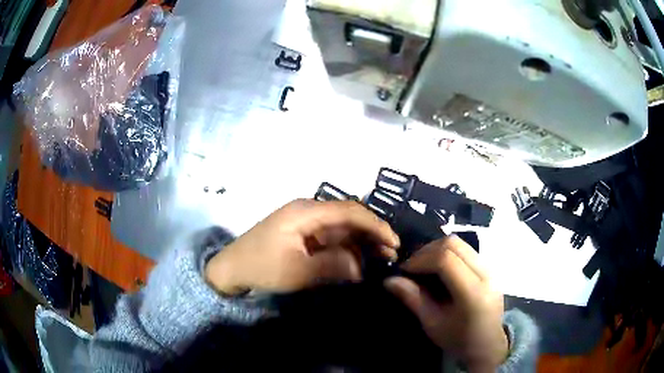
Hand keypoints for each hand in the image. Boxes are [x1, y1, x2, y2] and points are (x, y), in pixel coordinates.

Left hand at [205, 199, 399, 295]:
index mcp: (306, 212)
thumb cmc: (261, 267)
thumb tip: (360, 266)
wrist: (232, 268)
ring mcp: (306, 222)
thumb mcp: (297, 271)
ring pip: (342, 227)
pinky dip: (347, 247)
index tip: (393, 242)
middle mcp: (308, 211)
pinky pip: (331, 237)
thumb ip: (331, 266)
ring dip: (362, 241)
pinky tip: (359, 260)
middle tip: (391, 254)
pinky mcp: (303, 233)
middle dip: (372, 233)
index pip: (349, 211)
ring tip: (381, 258)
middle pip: (348, 217)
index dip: (375, 224)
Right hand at [384, 236, 507, 371]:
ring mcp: (490, 268)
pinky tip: (439, 268)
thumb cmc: (459, 339)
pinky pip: (466, 250)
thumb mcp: (433, 324)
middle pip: (454, 244)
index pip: (446, 260)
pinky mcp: (490, 267)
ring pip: (460, 243)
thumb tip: (389, 280)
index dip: (421, 259)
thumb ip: (413, 299)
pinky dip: (448, 252)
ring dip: (437, 249)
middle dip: (427, 251)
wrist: (488, 344)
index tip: (404, 270)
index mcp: (473, 293)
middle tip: (412, 266)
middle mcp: (485, 274)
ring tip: (424, 266)